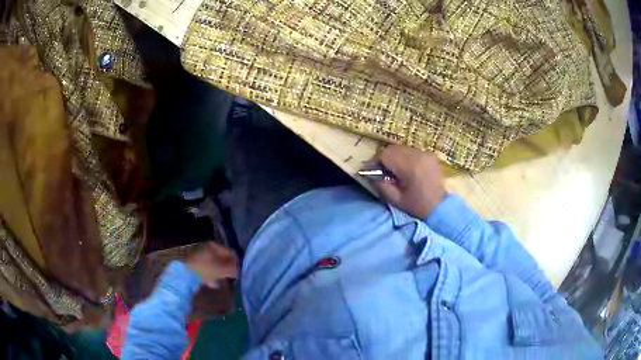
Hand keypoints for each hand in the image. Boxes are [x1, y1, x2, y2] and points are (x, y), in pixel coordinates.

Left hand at [186, 242, 238, 287]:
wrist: (184, 273)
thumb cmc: (204, 268)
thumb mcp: (221, 270)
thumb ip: (232, 270)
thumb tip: (239, 271)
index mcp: (213, 245)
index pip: (230, 252)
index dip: (236, 262)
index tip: (239, 272)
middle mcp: (206, 248)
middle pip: (221, 258)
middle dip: (227, 268)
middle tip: (231, 277)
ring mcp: (199, 255)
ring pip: (214, 264)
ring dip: (219, 273)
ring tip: (221, 282)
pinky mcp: (193, 263)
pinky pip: (206, 269)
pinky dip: (210, 275)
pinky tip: (212, 283)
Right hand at [368, 145, 446, 218]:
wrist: (441, 207)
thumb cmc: (417, 206)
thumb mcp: (395, 199)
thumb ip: (381, 185)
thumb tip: (370, 173)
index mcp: (410, 167)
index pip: (385, 155)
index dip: (376, 162)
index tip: (371, 171)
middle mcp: (418, 155)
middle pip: (393, 149)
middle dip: (385, 158)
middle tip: (382, 171)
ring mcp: (425, 153)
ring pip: (402, 148)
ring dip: (395, 157)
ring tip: (395, 171)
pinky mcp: (430, 154)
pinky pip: (411, 151)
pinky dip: (405, 157)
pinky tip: (407, 169)